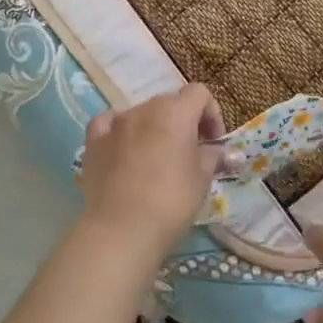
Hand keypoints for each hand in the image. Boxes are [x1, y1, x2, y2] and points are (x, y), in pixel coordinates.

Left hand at [77, 86, 229, 260]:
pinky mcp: (94, 140)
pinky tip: (124, 148)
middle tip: (191, 152)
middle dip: (184, 121)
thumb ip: (214, 157)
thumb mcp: (202, 179)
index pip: (199, 93)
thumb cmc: (172, 201)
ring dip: (154, 127)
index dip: (211, 113)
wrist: (122, 229)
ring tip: (158, 158)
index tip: (214, 142)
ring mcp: (116, 122)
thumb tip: (229, 153)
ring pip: (141, 113)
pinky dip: (121, 131)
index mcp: (175, 112)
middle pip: (170, 102)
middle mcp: (145, 108)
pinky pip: (109, 123)